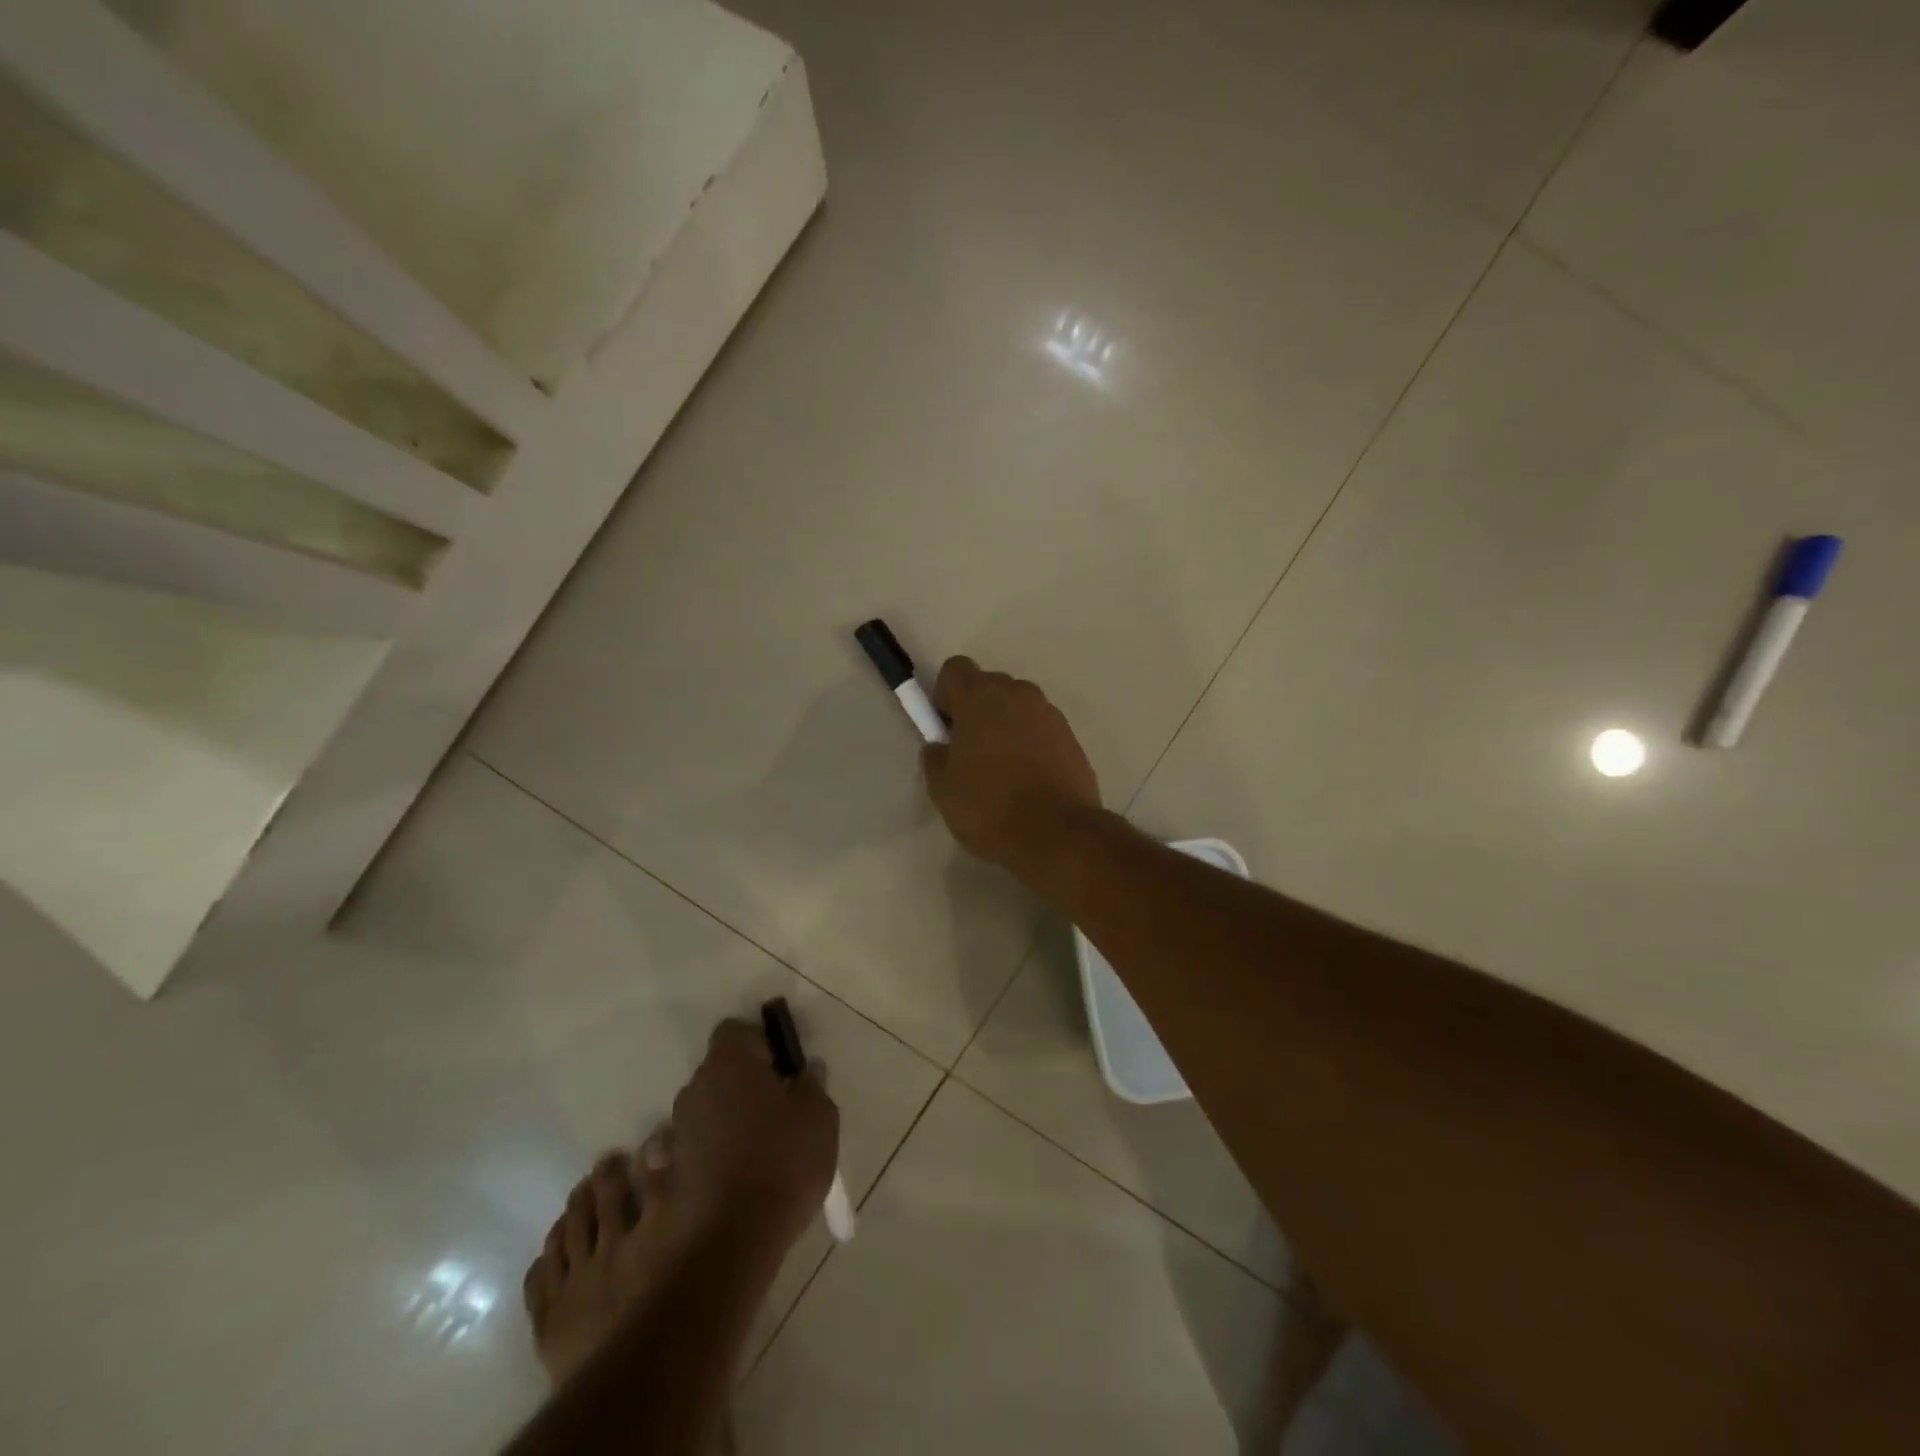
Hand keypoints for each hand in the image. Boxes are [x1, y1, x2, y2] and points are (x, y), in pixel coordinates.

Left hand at [668, 1020, 840, 1255]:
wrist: (727, 1246)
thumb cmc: (781, 1165)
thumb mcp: (819, 1119)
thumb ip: (812, 1086)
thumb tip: (805, 1071)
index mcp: (729, 1065)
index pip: (735, 1032)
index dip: (759, 1045)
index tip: (781, 1070)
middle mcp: (693, 1091)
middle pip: (716, 1074)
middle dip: (739, 1087)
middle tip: (771, 1115)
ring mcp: (671, 1136)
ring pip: (696, 1117)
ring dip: (715, 1127)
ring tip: (744, 1157)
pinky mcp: (659, 1180)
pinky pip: (678, 1159)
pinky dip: (692, 1165)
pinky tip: (715, 1187)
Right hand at [921, 657, 1100, 875]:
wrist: (1056, 833)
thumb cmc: (989, 807)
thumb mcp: (943, 789)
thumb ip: (935, 758)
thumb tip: (939, 747)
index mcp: (980, 697)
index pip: (955, 669)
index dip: (945, 694)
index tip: (946, 728)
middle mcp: (1017, 694)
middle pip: (989, 685)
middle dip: (977, 709)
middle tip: (970, 752)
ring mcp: (1049, 714)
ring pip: (1018, 707)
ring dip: (1006, 725)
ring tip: (1002, 770)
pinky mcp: (1071, 737)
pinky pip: (1041, 729)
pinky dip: (1031, 743)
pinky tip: (1028, 780)